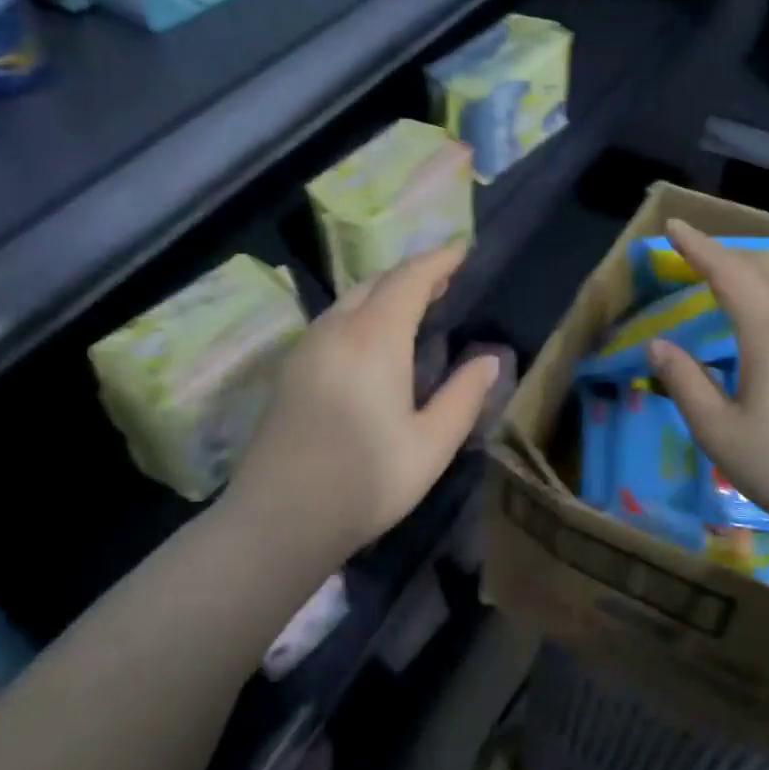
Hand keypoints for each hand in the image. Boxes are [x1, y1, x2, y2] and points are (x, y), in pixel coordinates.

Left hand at [221, 244, 499, 565]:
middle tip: (444, 280)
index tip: (462, 250)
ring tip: (413, 306)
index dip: (438, 260)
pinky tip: (372, 340)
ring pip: (349, 300)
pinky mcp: (289, 370)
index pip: (409, 279)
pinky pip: (331, 321)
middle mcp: (335, 330)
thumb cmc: (365, 482)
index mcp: (374, 338)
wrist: (279, 519)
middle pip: (376, 282)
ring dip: (383, 292)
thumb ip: (464, 396)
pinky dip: (360, 313)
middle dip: (412, 273)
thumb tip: (489, 358)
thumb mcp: (431, 445)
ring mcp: (305, 348)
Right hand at [645, 220, 768, 544]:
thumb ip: (684, 382)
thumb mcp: (718, 431)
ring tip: (731, 276)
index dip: (698, 247)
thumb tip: (658, 345)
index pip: (728, 272)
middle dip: (726, 254)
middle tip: (695, 253)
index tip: (673, 226)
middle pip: (764, 269)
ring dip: (757, 270)